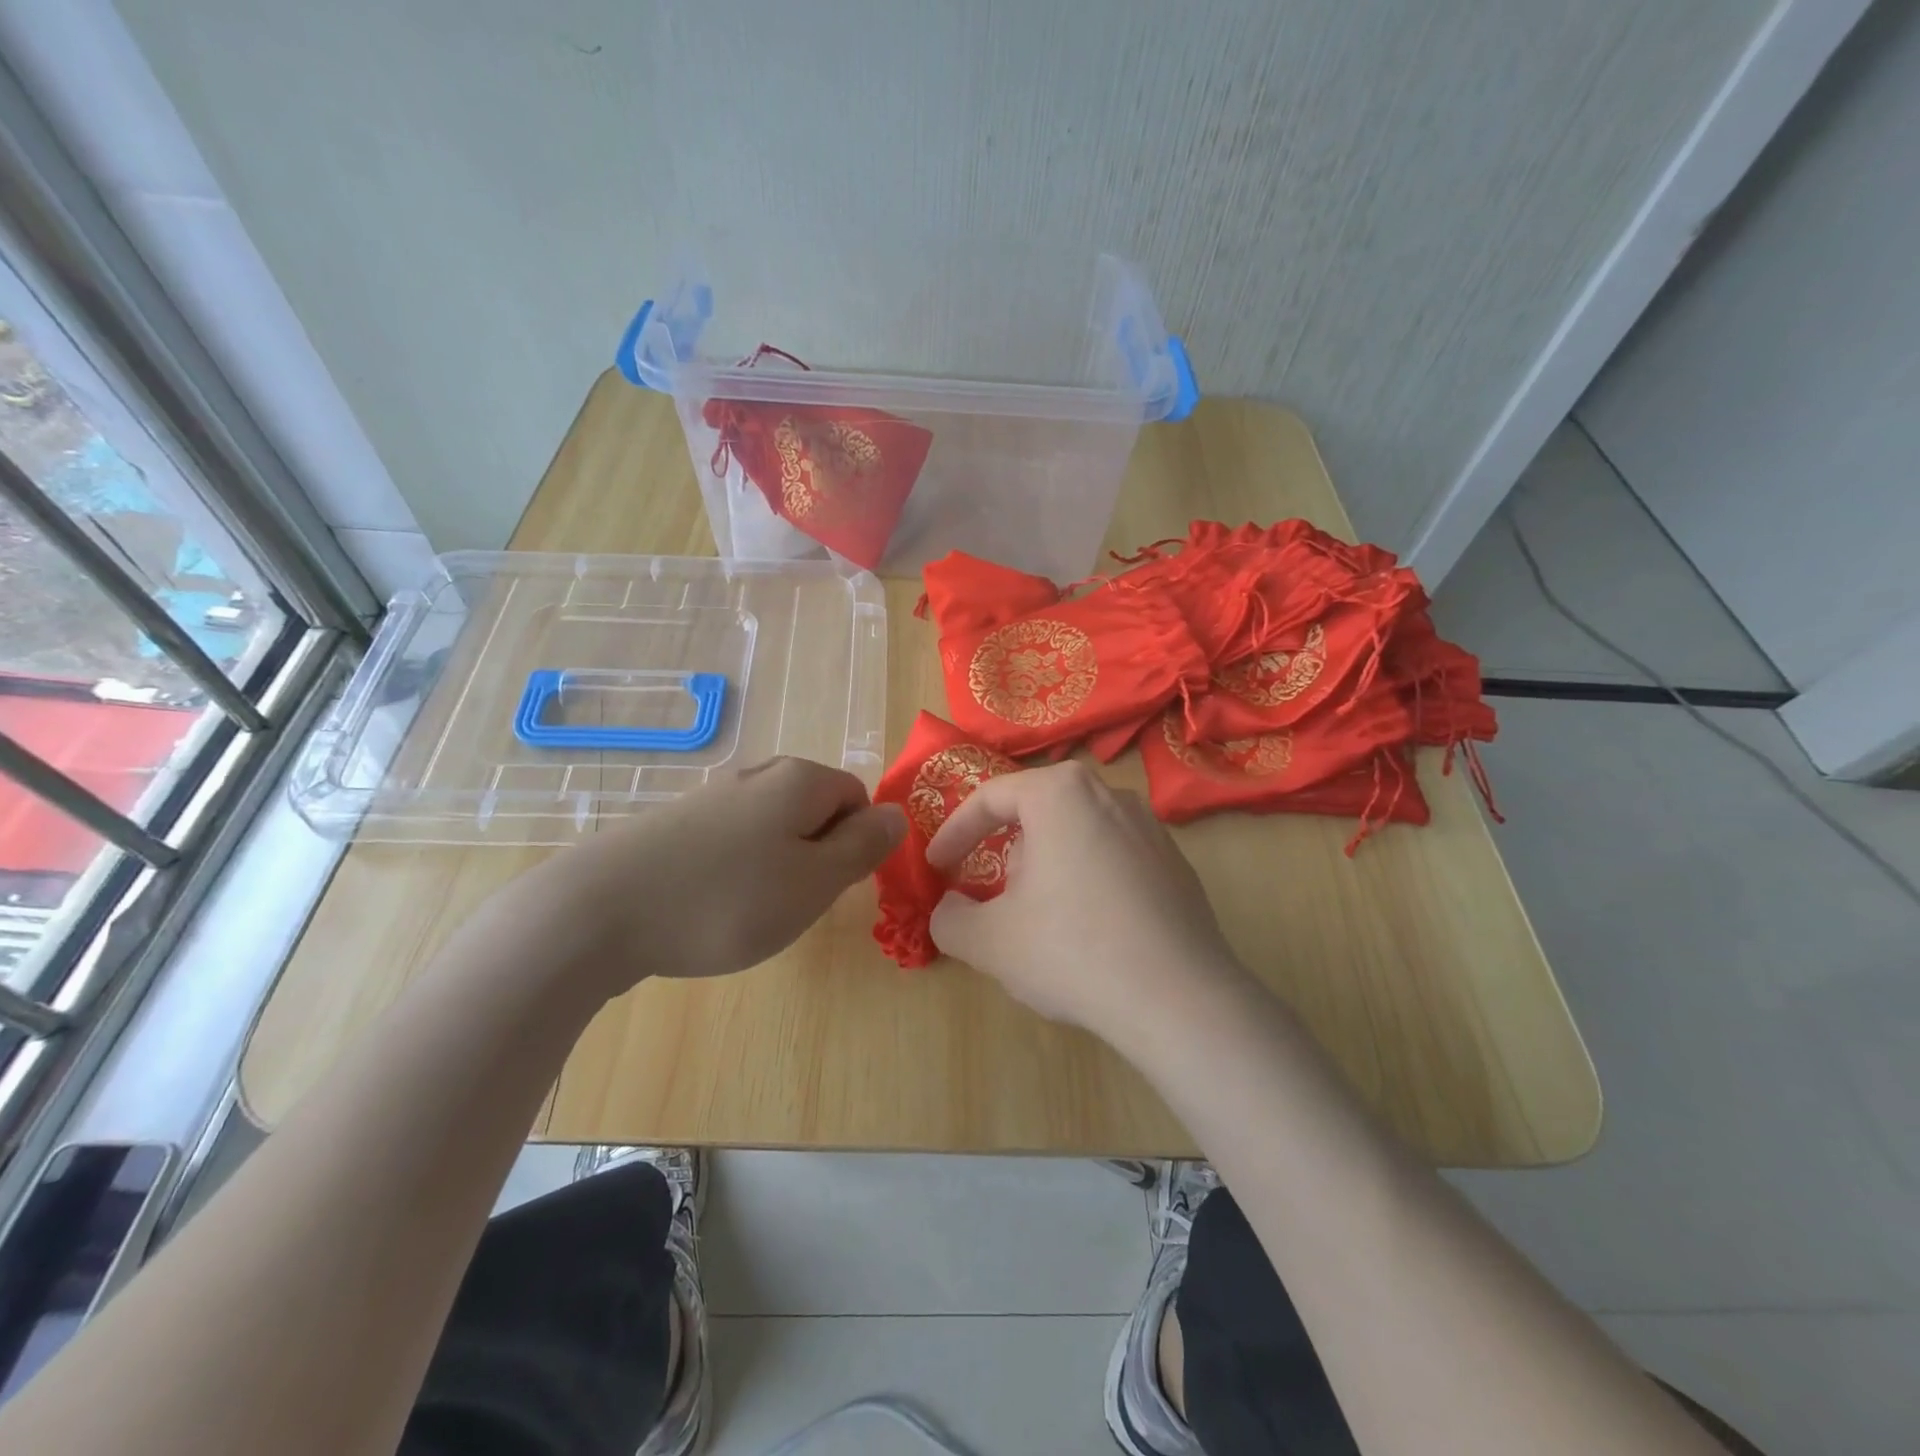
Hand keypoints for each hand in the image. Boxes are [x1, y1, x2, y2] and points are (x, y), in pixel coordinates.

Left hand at [504, 757, 904, 1000]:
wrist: (596, 912)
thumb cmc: (725, 899)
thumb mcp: (814, 882)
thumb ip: (863, 846)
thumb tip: (897, 814)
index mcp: (799, 779)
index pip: (857, 798)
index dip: (855, 844)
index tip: (828, 887)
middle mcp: (757, 774)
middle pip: (814, 809)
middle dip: (816, 855)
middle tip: (792, 902)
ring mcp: (710, 796)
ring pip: (771, 828)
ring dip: (775, 867)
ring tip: (749, 910)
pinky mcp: (673, 823)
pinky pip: (730, 841)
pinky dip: (735, 872)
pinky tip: (708, 906)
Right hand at [924, 761, 1247, 1048]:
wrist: (1179, 999)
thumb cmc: (1072, 951)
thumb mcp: (989, 941)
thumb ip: (950, 919)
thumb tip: (949, 909)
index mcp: (1060, 793)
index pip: (991, 798)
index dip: (955, 833)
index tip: (937, 867)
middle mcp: (1110, 795)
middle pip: (1037, 815)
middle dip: (1007, 854)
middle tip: (994, 899)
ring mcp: (1151, 828)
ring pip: (1077, 836)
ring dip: (1048, 870)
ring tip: (1044, 922)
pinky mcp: (1176, 864)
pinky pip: (1114, 860)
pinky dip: (1090, 885)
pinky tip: (1092, 935)